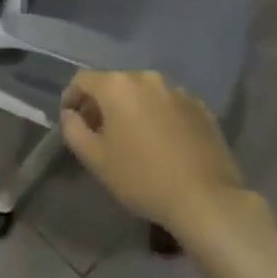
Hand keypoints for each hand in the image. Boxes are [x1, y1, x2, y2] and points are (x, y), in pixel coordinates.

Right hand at [60, 69, 248, 237]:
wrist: (205, 198)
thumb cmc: (142, 178)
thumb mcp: (95, 159)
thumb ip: (73, 130)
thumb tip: (70, 114)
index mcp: (118, 86)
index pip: (83, 79)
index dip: (72, 97)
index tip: (71, 119)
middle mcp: (148, 78)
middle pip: (116, 84)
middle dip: (103, 104)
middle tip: (100, 133)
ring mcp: (178, 91)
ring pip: (145, 94)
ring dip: (133, 109)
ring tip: (134, 139)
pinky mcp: (201, 108)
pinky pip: (170, 105)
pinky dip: (160, 117)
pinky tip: (164, 144)